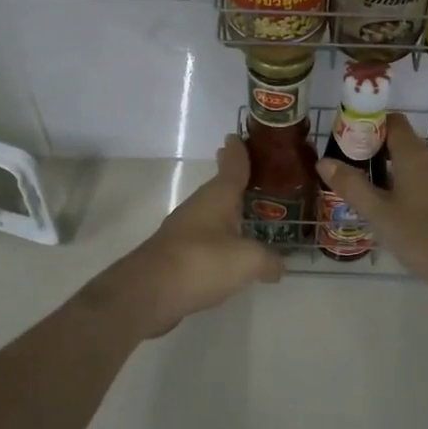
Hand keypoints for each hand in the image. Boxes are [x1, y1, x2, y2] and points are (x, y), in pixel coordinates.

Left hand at [93, 135, 283, 335]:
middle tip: (247, 169)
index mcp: (217, 197)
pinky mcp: (176, 255)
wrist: (149, 292)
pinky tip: (228, 249)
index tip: (236, 136)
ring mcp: (184, 231)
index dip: (238, 153)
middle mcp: (199, 207)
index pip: (232, 167)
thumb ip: (268, 260)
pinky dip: (218, 237)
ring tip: (244, 210)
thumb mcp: (247, 260)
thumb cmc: (202, 262)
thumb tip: (278, 266)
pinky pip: (205, 238)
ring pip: (210, 213)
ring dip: (225, 209)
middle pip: (219, 188)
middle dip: (231, 178)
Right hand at [315, 113, 427, 290]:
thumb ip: (351, 185)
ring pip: (422, 168)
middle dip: (382, 157)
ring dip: (401, 177)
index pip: (393, 122)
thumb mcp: (379, 213)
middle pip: (406, 145)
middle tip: (360, 179)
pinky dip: (419, 192)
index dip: (372, 127)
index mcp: (416, 155)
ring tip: (381, 203)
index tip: (352, 144)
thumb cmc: (422, 235)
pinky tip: (409, 219)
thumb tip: (324, 161)